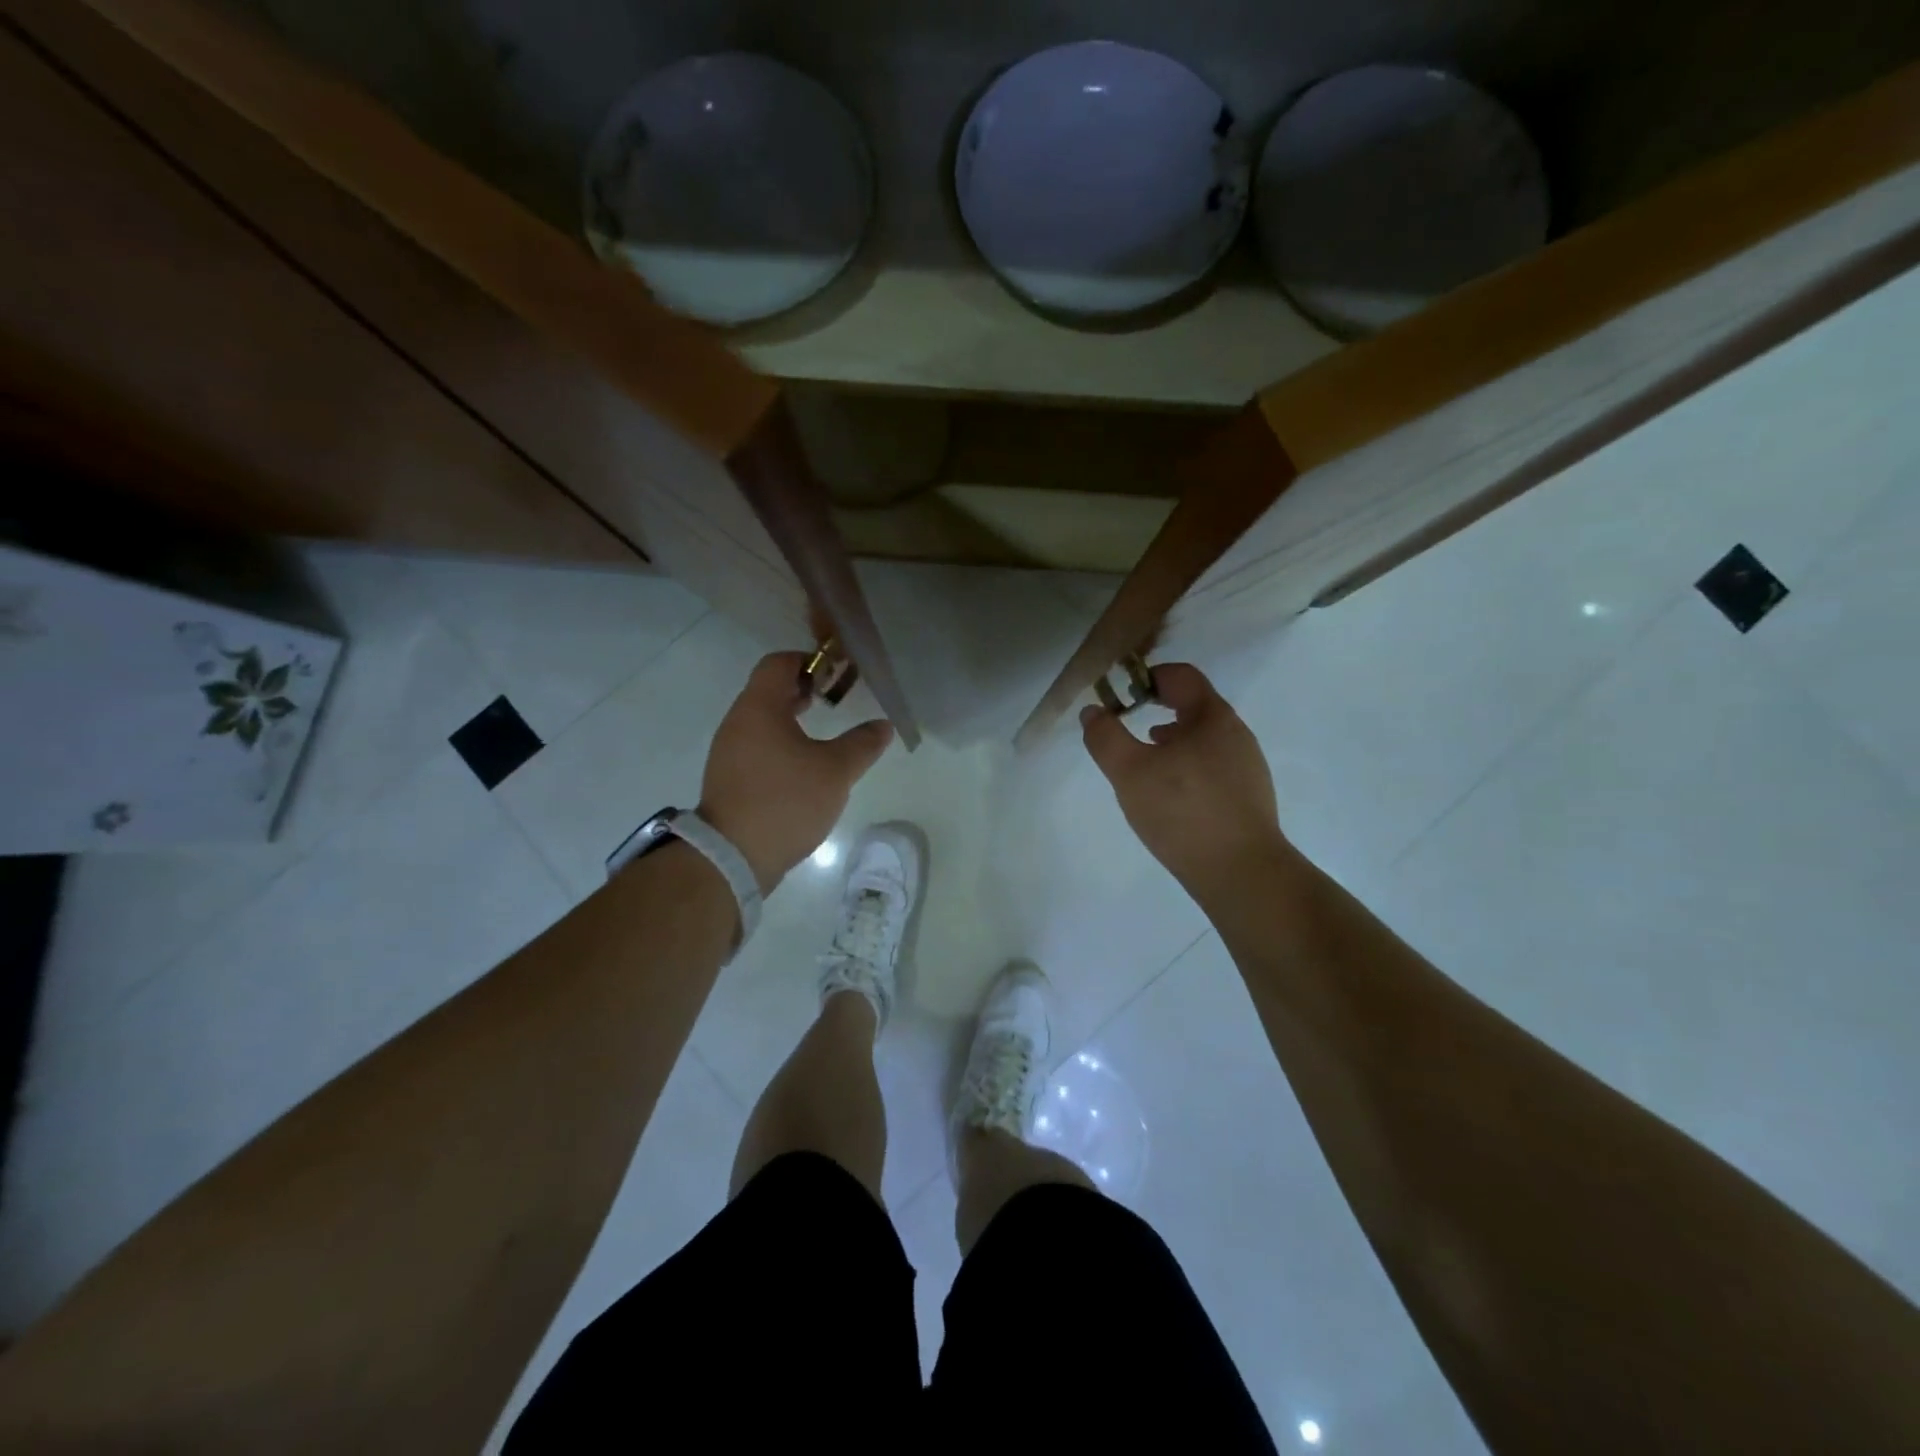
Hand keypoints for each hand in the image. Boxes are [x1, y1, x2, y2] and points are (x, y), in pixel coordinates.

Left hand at [699, 652, 893, 894]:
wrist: (732, 857)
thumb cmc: (785, 801)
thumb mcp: (836, 771)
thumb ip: (862, 744)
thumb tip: (884, 725)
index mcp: (759, 708)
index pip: (779, 663)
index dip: (809, 661)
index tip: (837, 676)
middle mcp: (738, 722)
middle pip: (769, 689)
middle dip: (804, 690)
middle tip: (836, 701)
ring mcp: (729, 751)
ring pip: (762, 719)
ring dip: (792, 718)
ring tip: (824, 736)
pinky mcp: (729, 777)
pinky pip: (756, 745)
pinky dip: (780, 743)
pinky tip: (803, 767)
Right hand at [1080, 663, 1287, 895]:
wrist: (1242, 873)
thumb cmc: (1183, 812)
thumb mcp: (1130, 772)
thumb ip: (1106, 737)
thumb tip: (1093, 711)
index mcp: (1212, 717)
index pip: (1181, 676)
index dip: (1147, 677)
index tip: (1121, 697)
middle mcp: (1236, 734)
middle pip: (1193, 706)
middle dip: (1157, 712)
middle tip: (1127, 730)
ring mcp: (1247, 766)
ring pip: (1202, 739)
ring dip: (1171, 742)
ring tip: (1144, 765)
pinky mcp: (1248, 797)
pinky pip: (1211, 767)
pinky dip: (1186, 768)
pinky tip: (1170, 796)